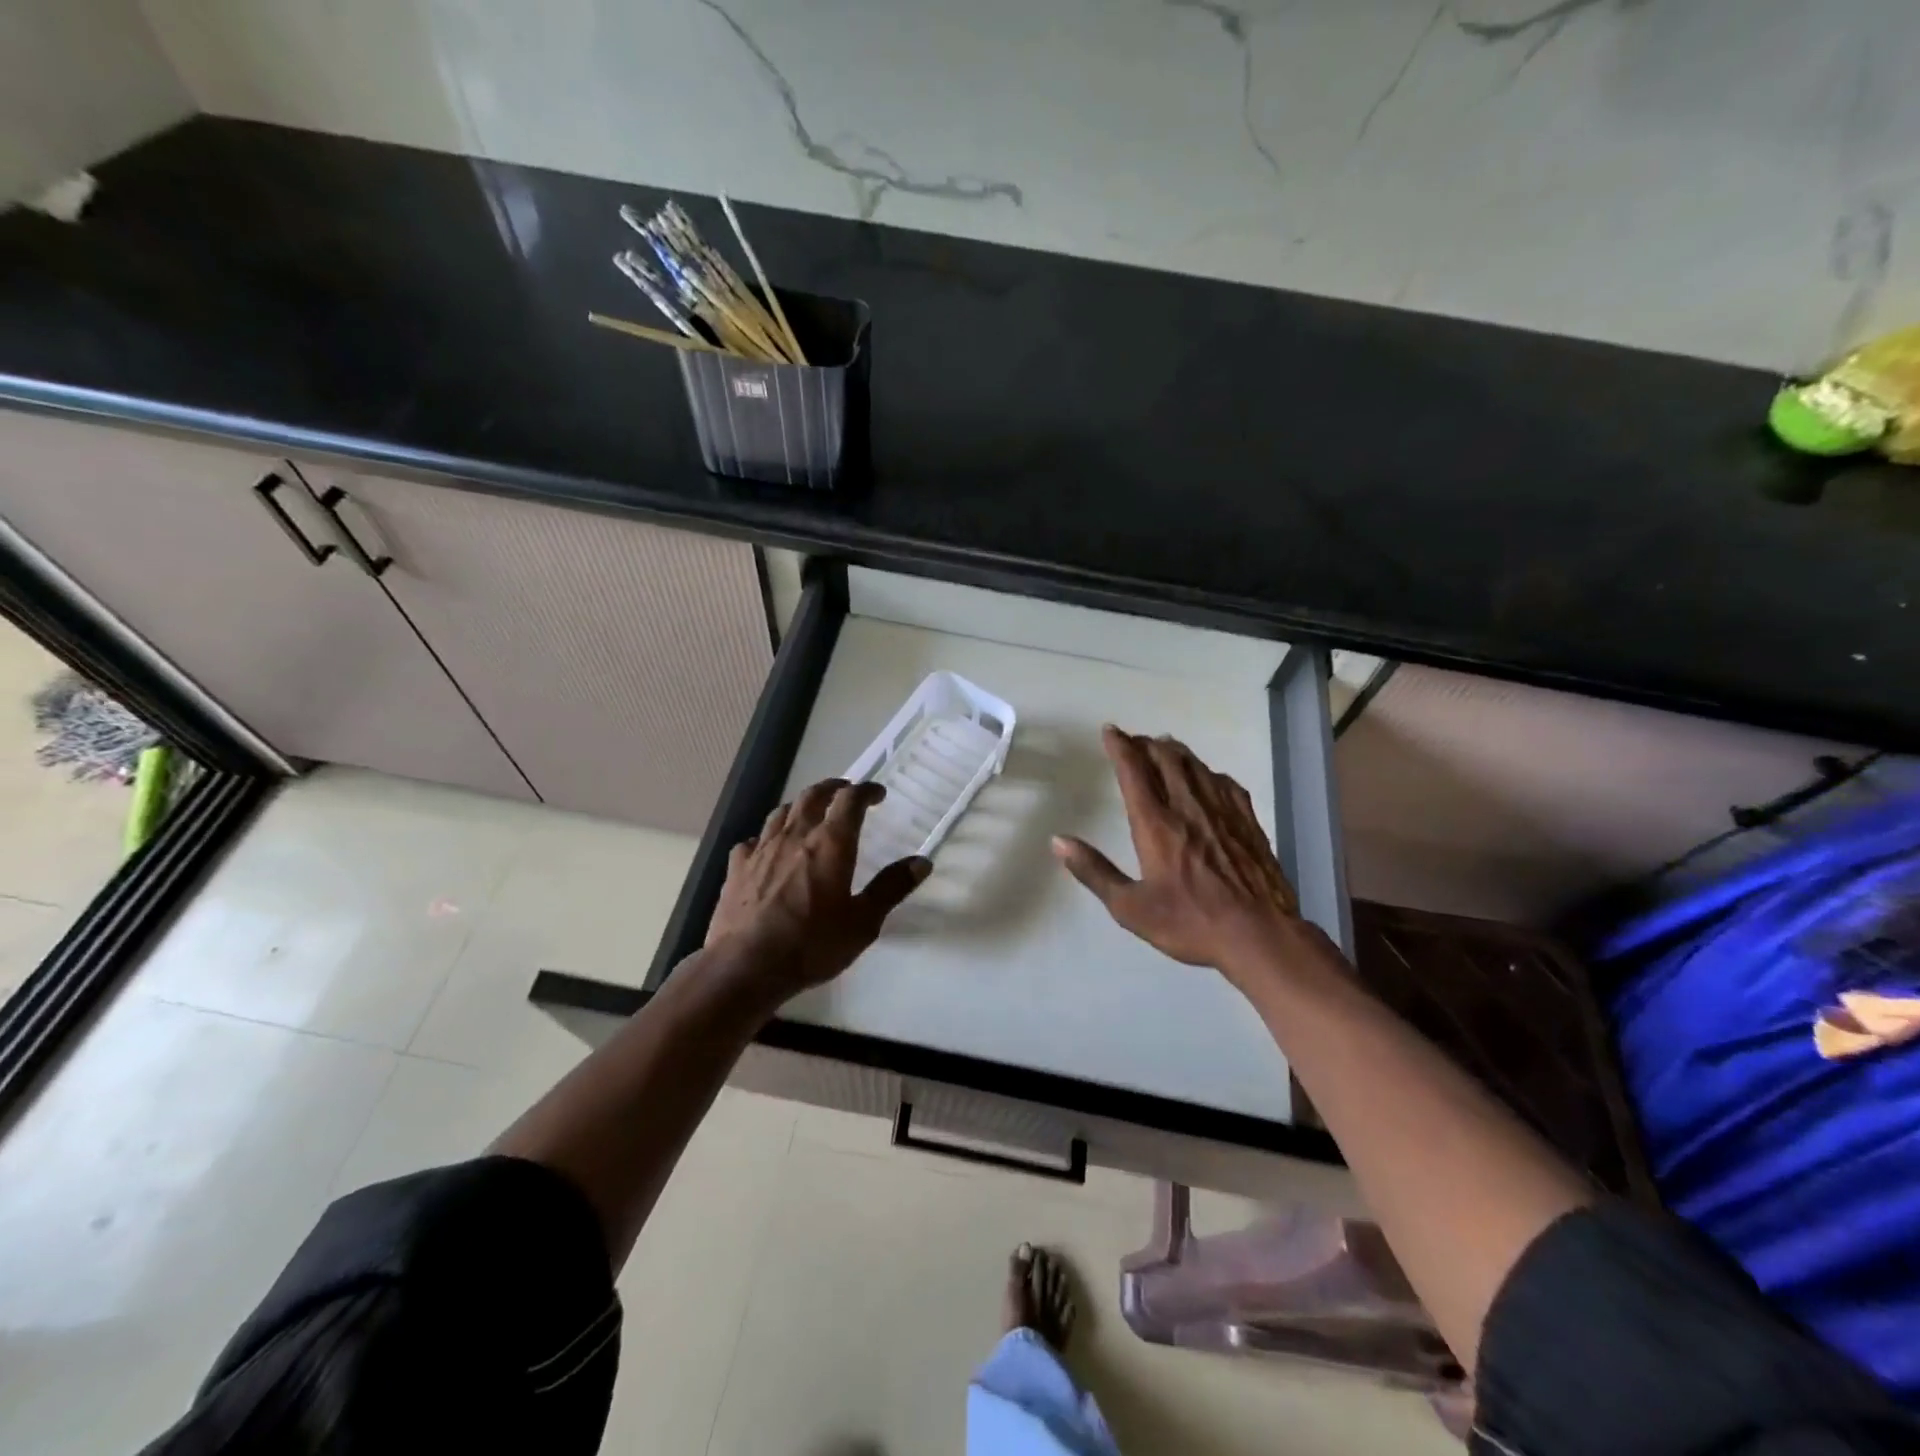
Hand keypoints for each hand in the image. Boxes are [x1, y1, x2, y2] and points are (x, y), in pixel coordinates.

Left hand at [707, 778, 930, 994]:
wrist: (746, 967)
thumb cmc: (811, 945)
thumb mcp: (863, 922)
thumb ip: (891, 888)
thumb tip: (921, 862)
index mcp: (831, 844)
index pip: (851, 800)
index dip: (866, 791)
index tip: (878, 794)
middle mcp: (796, 836)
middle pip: (813, 796)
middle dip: (833, 788)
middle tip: (845, 792)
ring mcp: (762, 849)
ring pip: (782, 812)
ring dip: (800, 806)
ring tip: (810, 813)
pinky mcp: (737, 868)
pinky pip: (753, 841)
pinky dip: (766, 837)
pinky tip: (767, 848)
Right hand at [1052, 726, 1312, 989]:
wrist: (1259, 935)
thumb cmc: (1190, 923)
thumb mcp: (1131, 908)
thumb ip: (1094, 871)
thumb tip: (1058, 841)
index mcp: (1156, 824)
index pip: (1133, 770)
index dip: (1120, 746)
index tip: (1110, 731)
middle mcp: (1188, 807)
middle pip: (1166, 759)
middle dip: (1146, 744)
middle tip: (1134, 742)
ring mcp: (1222, 811)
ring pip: (1195, 766)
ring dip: (1175, 751)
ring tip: (1164, 748)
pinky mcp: (1247, 821)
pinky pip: (1224, 782)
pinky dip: (1206, 771)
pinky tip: (1207, 777)